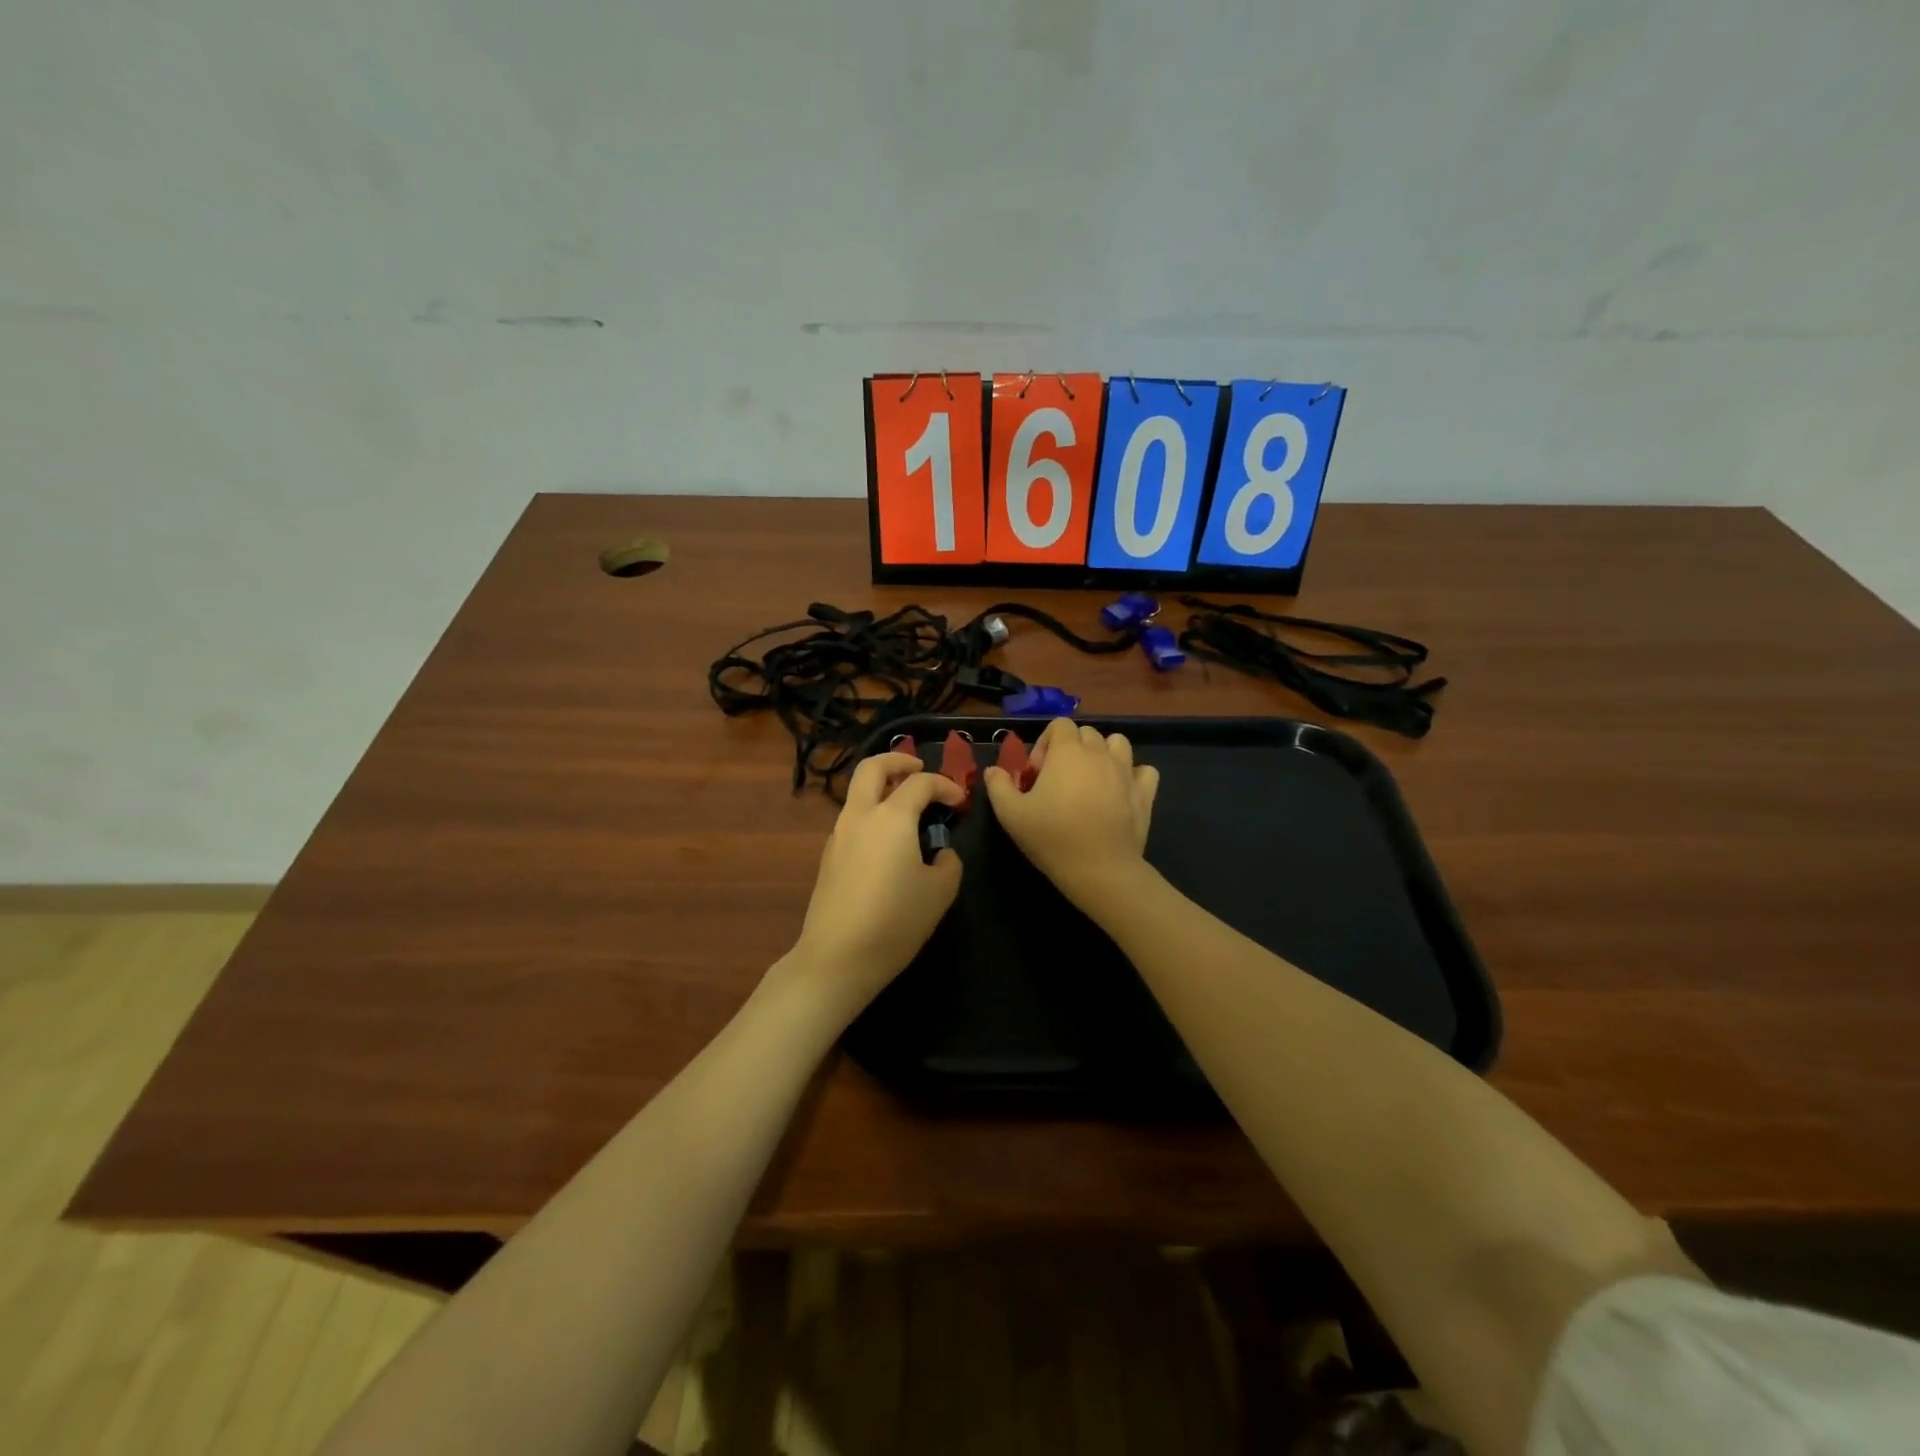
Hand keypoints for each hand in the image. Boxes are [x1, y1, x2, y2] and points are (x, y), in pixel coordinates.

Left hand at [785, 751, 965, 1020]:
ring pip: (858, 793)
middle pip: (873, 768)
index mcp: (891, 817)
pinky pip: (852, 819)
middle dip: (897, 760)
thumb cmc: (895, 921)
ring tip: (907, 805)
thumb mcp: (939, 892)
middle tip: (918, 767)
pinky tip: (889, 841)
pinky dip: (872, 813)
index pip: (921, 783)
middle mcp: (861, 816)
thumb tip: (940, 853)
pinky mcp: (829, 856)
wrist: (837, 957)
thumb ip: (947, 863)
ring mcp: (839, 835)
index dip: (945, 785)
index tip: (961, 801)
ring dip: (882, 787)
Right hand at [983, 718, 1159, 913]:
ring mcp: (1126, 771)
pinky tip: (1121, 791)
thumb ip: (999, 786)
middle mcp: (1099, 753)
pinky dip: (1134, 775)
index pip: (1060, 724)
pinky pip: (1144, 770)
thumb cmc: (1051, 837)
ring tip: (1091, 779)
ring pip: (1118, 743)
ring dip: (1104, 753)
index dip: (1046, 743)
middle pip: (1087, 733)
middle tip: (1059, 780)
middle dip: (1071, 748)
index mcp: (1068, 752)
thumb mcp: (1010, 814)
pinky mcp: (1144, 793)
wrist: (1099, 869)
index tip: (1038, 773)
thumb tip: (994, 770)